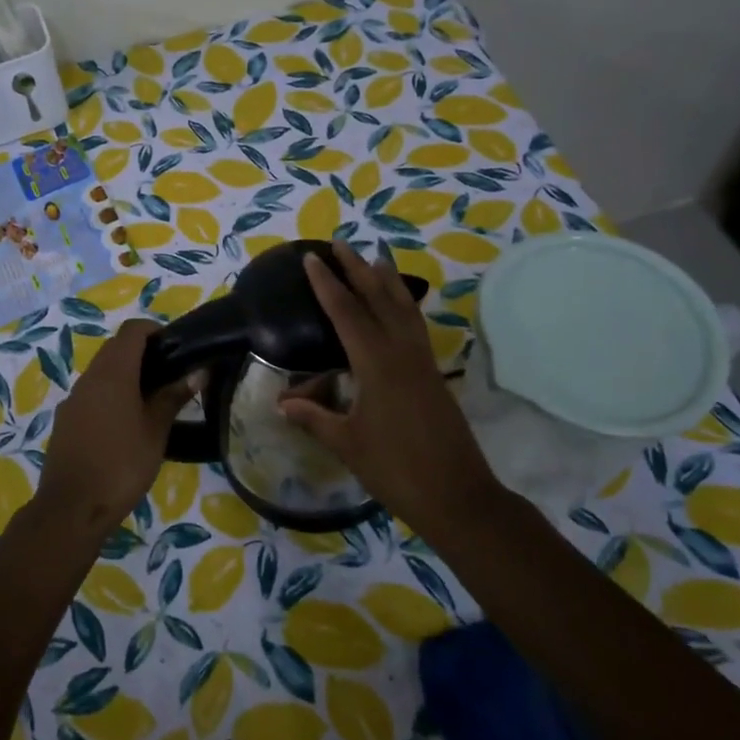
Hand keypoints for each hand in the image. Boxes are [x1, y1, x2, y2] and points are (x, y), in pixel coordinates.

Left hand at [36, 319, 195, 534]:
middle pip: (115, 348)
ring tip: (152, 401)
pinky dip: (110, 395)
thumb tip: (196, 372)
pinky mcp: (65, 420)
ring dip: (125, 375)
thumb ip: (173, 397)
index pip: (132, 331)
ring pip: (102, 372)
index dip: (155, 331)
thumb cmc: (121, 465)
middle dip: (142, 353)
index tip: (175, 349)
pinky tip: (125, 425)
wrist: (71, 508)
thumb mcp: (155, 432)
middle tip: (170, 376)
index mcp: (113, 373)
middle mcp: (89, 378)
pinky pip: (91, 394)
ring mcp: (73, 399)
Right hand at [279, 242, 496, 527]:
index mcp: (376, 364)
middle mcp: (401, 352)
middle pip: (378, 299)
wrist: (457, 495)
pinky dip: (404, 305)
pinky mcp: (434, 374)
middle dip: (357, 269)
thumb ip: (314, 418)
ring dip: (387, 281)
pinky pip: (416, 326)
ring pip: (404, 308)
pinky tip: (400, 306)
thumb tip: (281, 403)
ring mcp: (422, 361)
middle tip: (340, 243)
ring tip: (376, 257)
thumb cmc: (396, 469)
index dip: (326, 284)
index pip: (346, 312)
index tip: (312, 258)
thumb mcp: (347, 443)